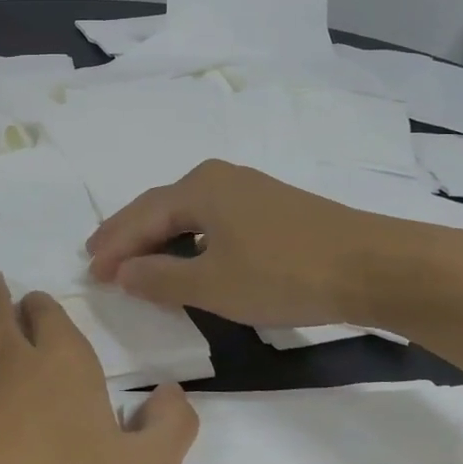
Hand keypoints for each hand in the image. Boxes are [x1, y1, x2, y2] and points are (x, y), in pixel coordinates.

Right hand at [84, 159, 456, 331]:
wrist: (372, 266)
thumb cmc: (284, 273)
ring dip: (158, 237)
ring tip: (135, 259)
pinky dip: (188, 239)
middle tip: (100, 257)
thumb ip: (160, 278)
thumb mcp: (213, 285)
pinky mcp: (271, 207)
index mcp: (199, 188)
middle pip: (160, 207)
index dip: (113, 246)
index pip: (141, 216)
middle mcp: (219, 178)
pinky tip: (188, 256)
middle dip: (128, 234)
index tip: (90, 271)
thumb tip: (123, 271)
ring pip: (187, 213)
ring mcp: (248, 190)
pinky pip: (211, 219)